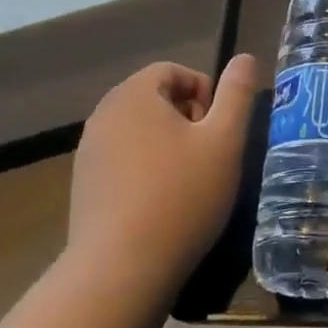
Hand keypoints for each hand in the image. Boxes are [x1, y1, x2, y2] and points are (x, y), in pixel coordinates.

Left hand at [63, 55, 259, 296]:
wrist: (121, 270)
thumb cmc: (181, 196)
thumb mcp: (225, 140)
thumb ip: (237, 93)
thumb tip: (245, 57)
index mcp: (133, 95)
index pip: (172, 70)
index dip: (204, 91)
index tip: (219, 127)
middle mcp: (103, 115)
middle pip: (153, 99)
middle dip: (186, 117)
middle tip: (208, 153)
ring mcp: (88, 152)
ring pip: (138, 131)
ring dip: (167, 144)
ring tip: (189, 180)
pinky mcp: (83, 186)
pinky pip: (122, 160)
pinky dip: (145, 169)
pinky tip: (162, 203)